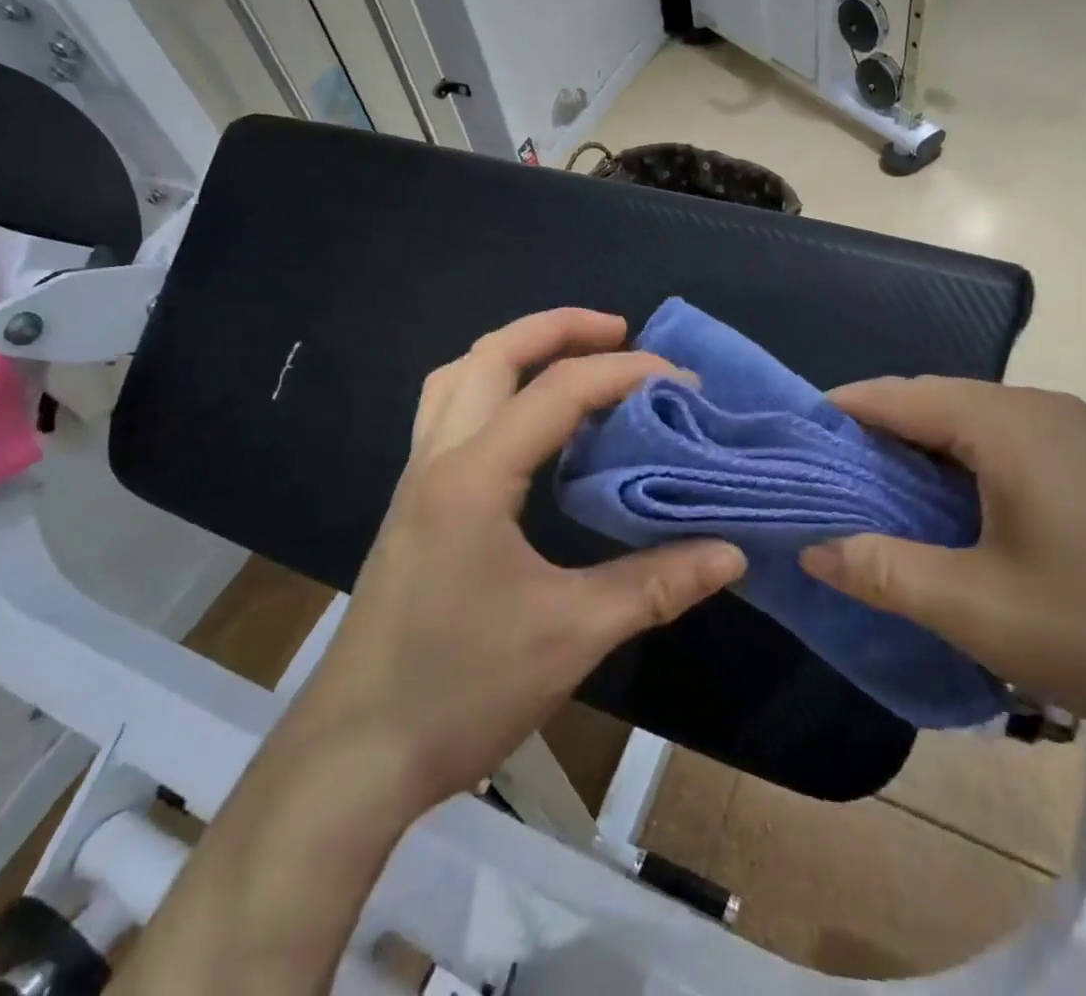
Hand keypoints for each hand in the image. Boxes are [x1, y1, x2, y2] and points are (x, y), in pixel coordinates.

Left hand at [294, 308, 745, 812]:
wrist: (354, 756)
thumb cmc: (461, 689)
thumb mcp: (572, 635)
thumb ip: (656, 584)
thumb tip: (731, 552)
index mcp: (474, 476)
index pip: (558, 391)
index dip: (625, 373)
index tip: (681, 383)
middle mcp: (438, 457)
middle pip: (492, 354)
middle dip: (558, 329)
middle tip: (619, 331)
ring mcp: (417, 478)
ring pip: (459, 376)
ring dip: (517, 351)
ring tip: (573, 360)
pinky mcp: (413, 503)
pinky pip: (450, 412)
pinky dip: (494, 389)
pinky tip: (530, 425)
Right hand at [800, 378, 1085, 748]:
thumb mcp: (977, 609)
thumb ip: (883, 572)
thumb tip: (813, 548)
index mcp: (1007, 424)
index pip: (898, 395)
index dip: (841, 413)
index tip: (796, 443)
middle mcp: (1040, 408)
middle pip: (934, 400)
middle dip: (876, 432)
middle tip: (830, 479)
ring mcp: (1077, 430)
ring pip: (971, 420)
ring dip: (921, 448)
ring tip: (880, 494)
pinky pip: (1008, 440)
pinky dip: (964, 461)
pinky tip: (954, 508)